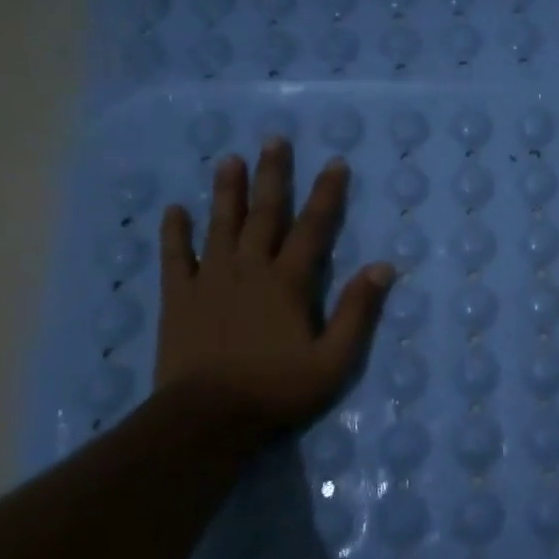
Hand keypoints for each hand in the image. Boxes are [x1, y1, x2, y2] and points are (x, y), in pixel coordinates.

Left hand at [155, 138, 392, 433]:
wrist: (207, 418)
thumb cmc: (277, 390)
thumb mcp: (333, 359)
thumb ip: (357, 311)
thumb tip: (383, 267)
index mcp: (288, 282)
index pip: (313, 228)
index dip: (327, 194)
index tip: (335, 162)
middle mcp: (249, 269)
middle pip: (264, 214)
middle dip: (273, 176)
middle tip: (274, 139)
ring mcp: (209, 280)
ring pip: (220, 225)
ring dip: (226, 191)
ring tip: (229, 159)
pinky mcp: (178, 298)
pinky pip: (175, 257)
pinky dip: (175, 232)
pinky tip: (175, 210)